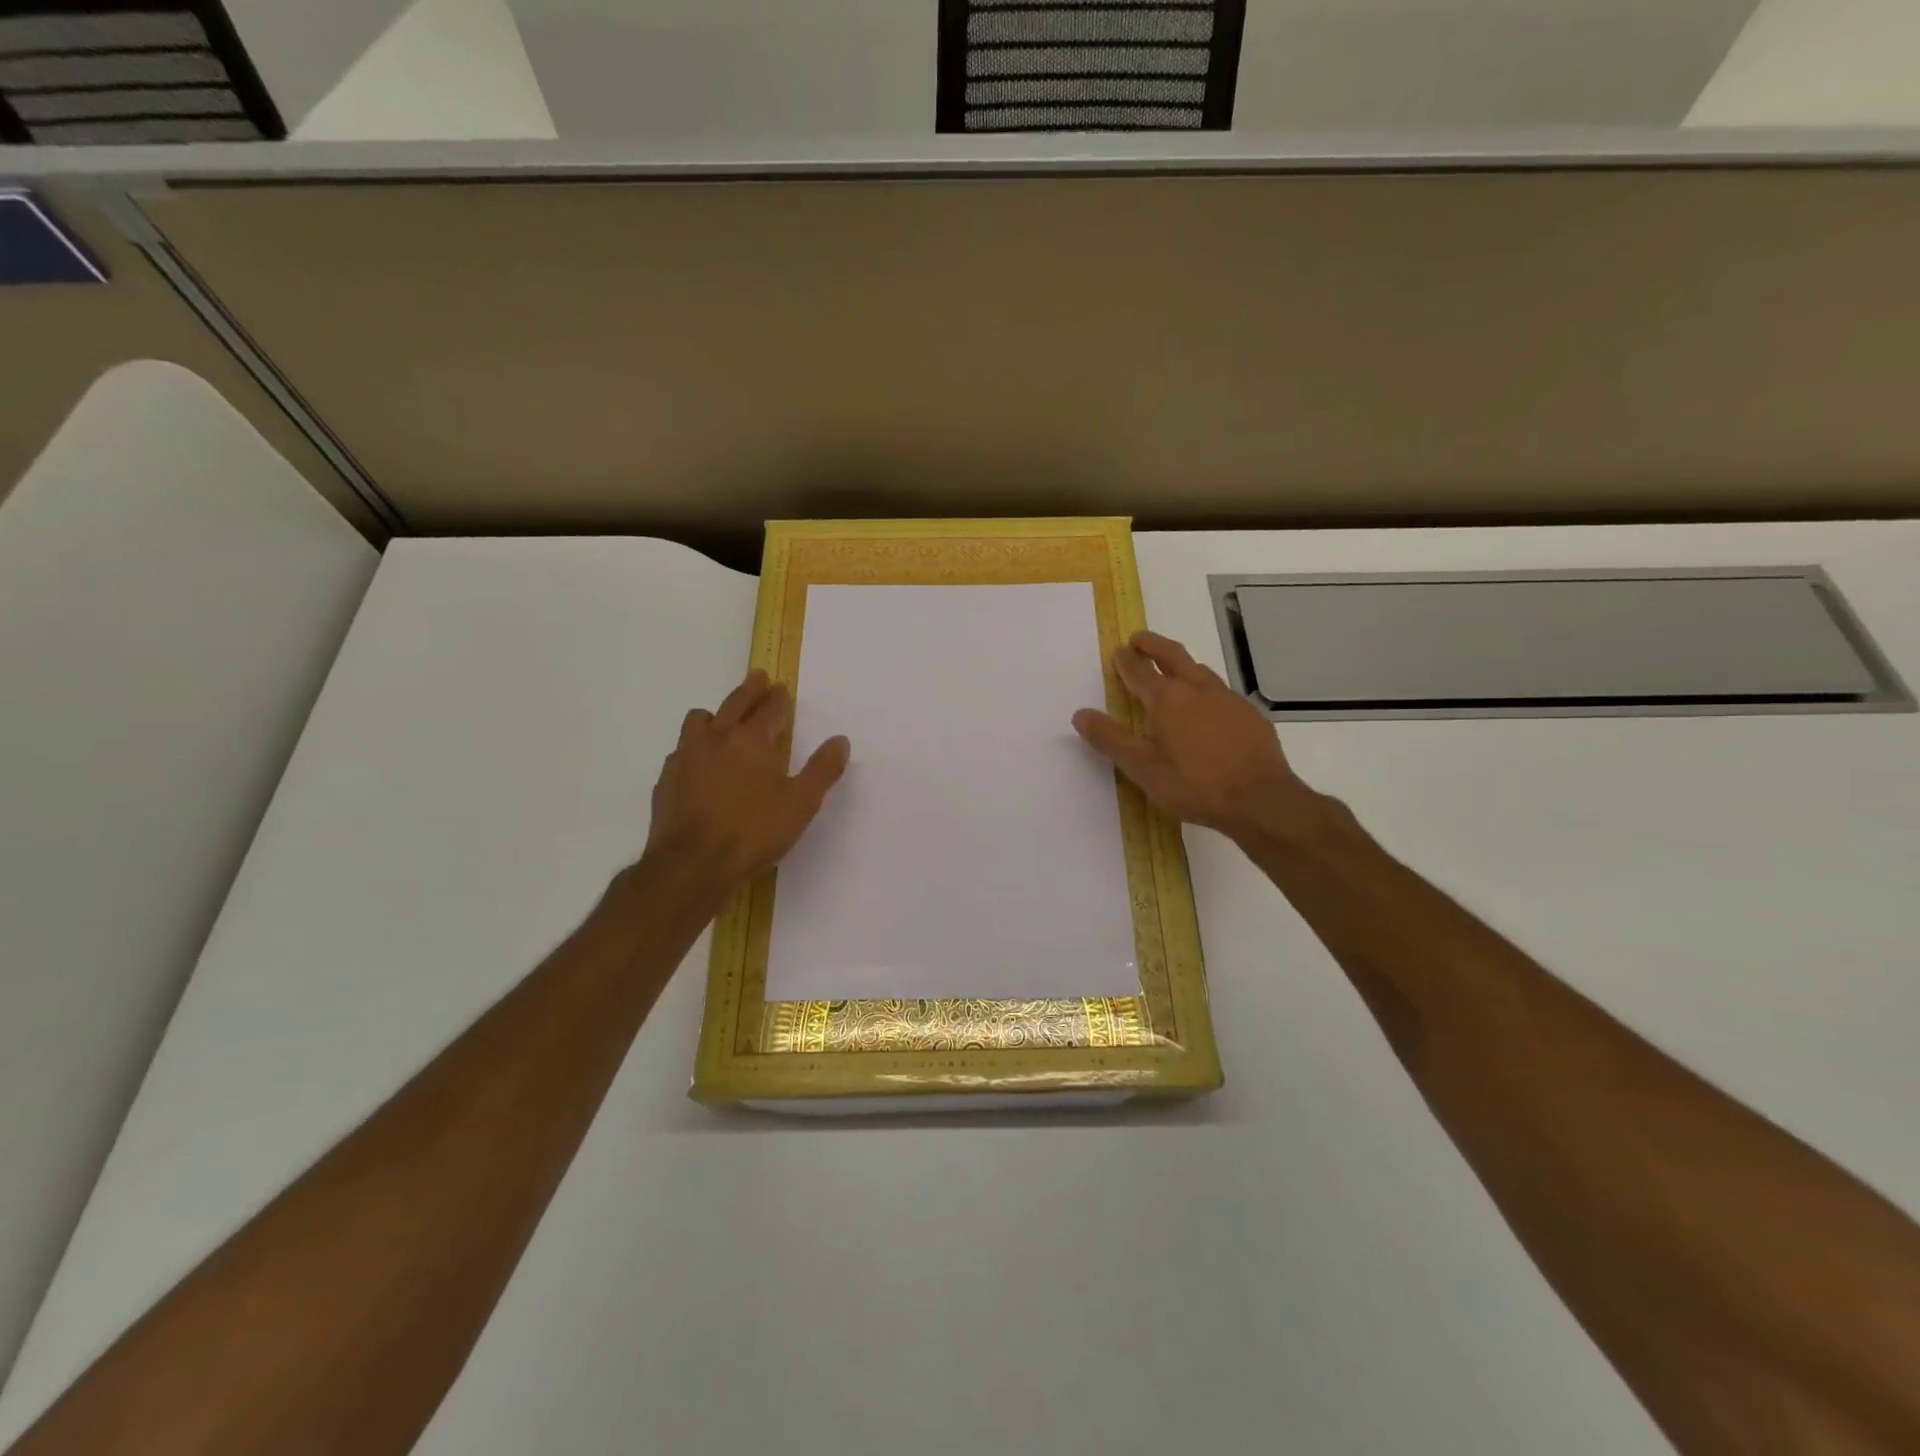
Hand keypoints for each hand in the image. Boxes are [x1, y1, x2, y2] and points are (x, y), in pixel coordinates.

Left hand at [640, 670, 849, 890]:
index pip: (770, 709)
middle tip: (758, 677)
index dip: (778, 697)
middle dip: (750, 689)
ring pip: (700, 720)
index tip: (781, 688)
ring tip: (723, 719)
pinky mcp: (667, 779)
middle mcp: (717, 738)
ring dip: (716, 714)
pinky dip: (695, 746)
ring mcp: (687, 756)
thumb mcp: (801, 804)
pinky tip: (699, 762)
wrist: (691, 864)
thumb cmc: (753, 832)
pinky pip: (682, 749)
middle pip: (735, 703)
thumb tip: (840, 740)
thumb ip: (822, 770)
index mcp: (752, 740)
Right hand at [1073, 631, 1318, 843]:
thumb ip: (1110, 739)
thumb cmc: (1194, 784)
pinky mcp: (1250, 715)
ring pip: (1200, 671)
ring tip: (1173, 670)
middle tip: (1139, 639)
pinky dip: (1205, 689)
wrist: (1261, 800)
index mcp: (1168, 699)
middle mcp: (1198, 689)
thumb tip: (1080, 714)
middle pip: (1173, 656)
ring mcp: (1228, 700)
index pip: (1140, 670)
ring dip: (1181, 665)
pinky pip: (1221, 692)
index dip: (1126, 660)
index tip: (1118, 651)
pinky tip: (1208, 708)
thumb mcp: (1143, 768)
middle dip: (1153, 645)